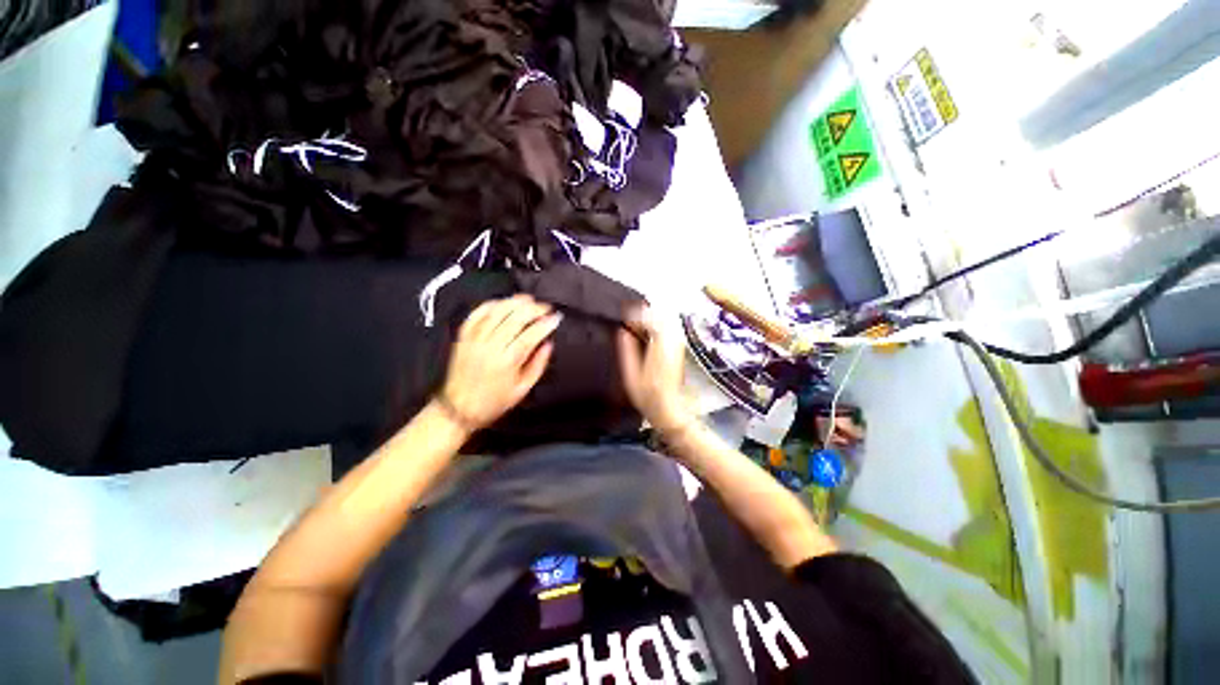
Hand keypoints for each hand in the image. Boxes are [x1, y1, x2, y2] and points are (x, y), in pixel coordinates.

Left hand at [440, 295, 560, 430]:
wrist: (457, 409)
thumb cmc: (494, 401)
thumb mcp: (523, 389)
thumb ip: (538, 365)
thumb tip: (548, 343)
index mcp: (507, 362)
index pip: (530, 336)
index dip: (545, 324)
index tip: (556, 318)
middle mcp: (490, 346)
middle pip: (514, 319)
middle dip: (534, 309)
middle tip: (546, 307)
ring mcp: (474, 339)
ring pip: (496, 312)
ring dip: (514, 302)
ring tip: (529, 299)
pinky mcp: (463, 336)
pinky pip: (477, 314)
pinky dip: (491, 304)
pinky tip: (503, 302)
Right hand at [616, 306, 692, 432]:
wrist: (670, 409)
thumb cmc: (648, 396)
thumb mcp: (631, 375)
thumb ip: (627, 351)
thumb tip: (622, 332)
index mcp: (660, 347)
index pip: (651, 319)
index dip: (637, 315)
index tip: (625, 320)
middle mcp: (673, 342)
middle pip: (661, 316)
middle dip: (644, 315)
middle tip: (630, 323)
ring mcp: (678, 345)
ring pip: (666, 321)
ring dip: (651, 320)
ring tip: (636, 329)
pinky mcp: (679, 349)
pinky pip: (669, 329)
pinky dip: (657, 328)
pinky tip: (647, 336)